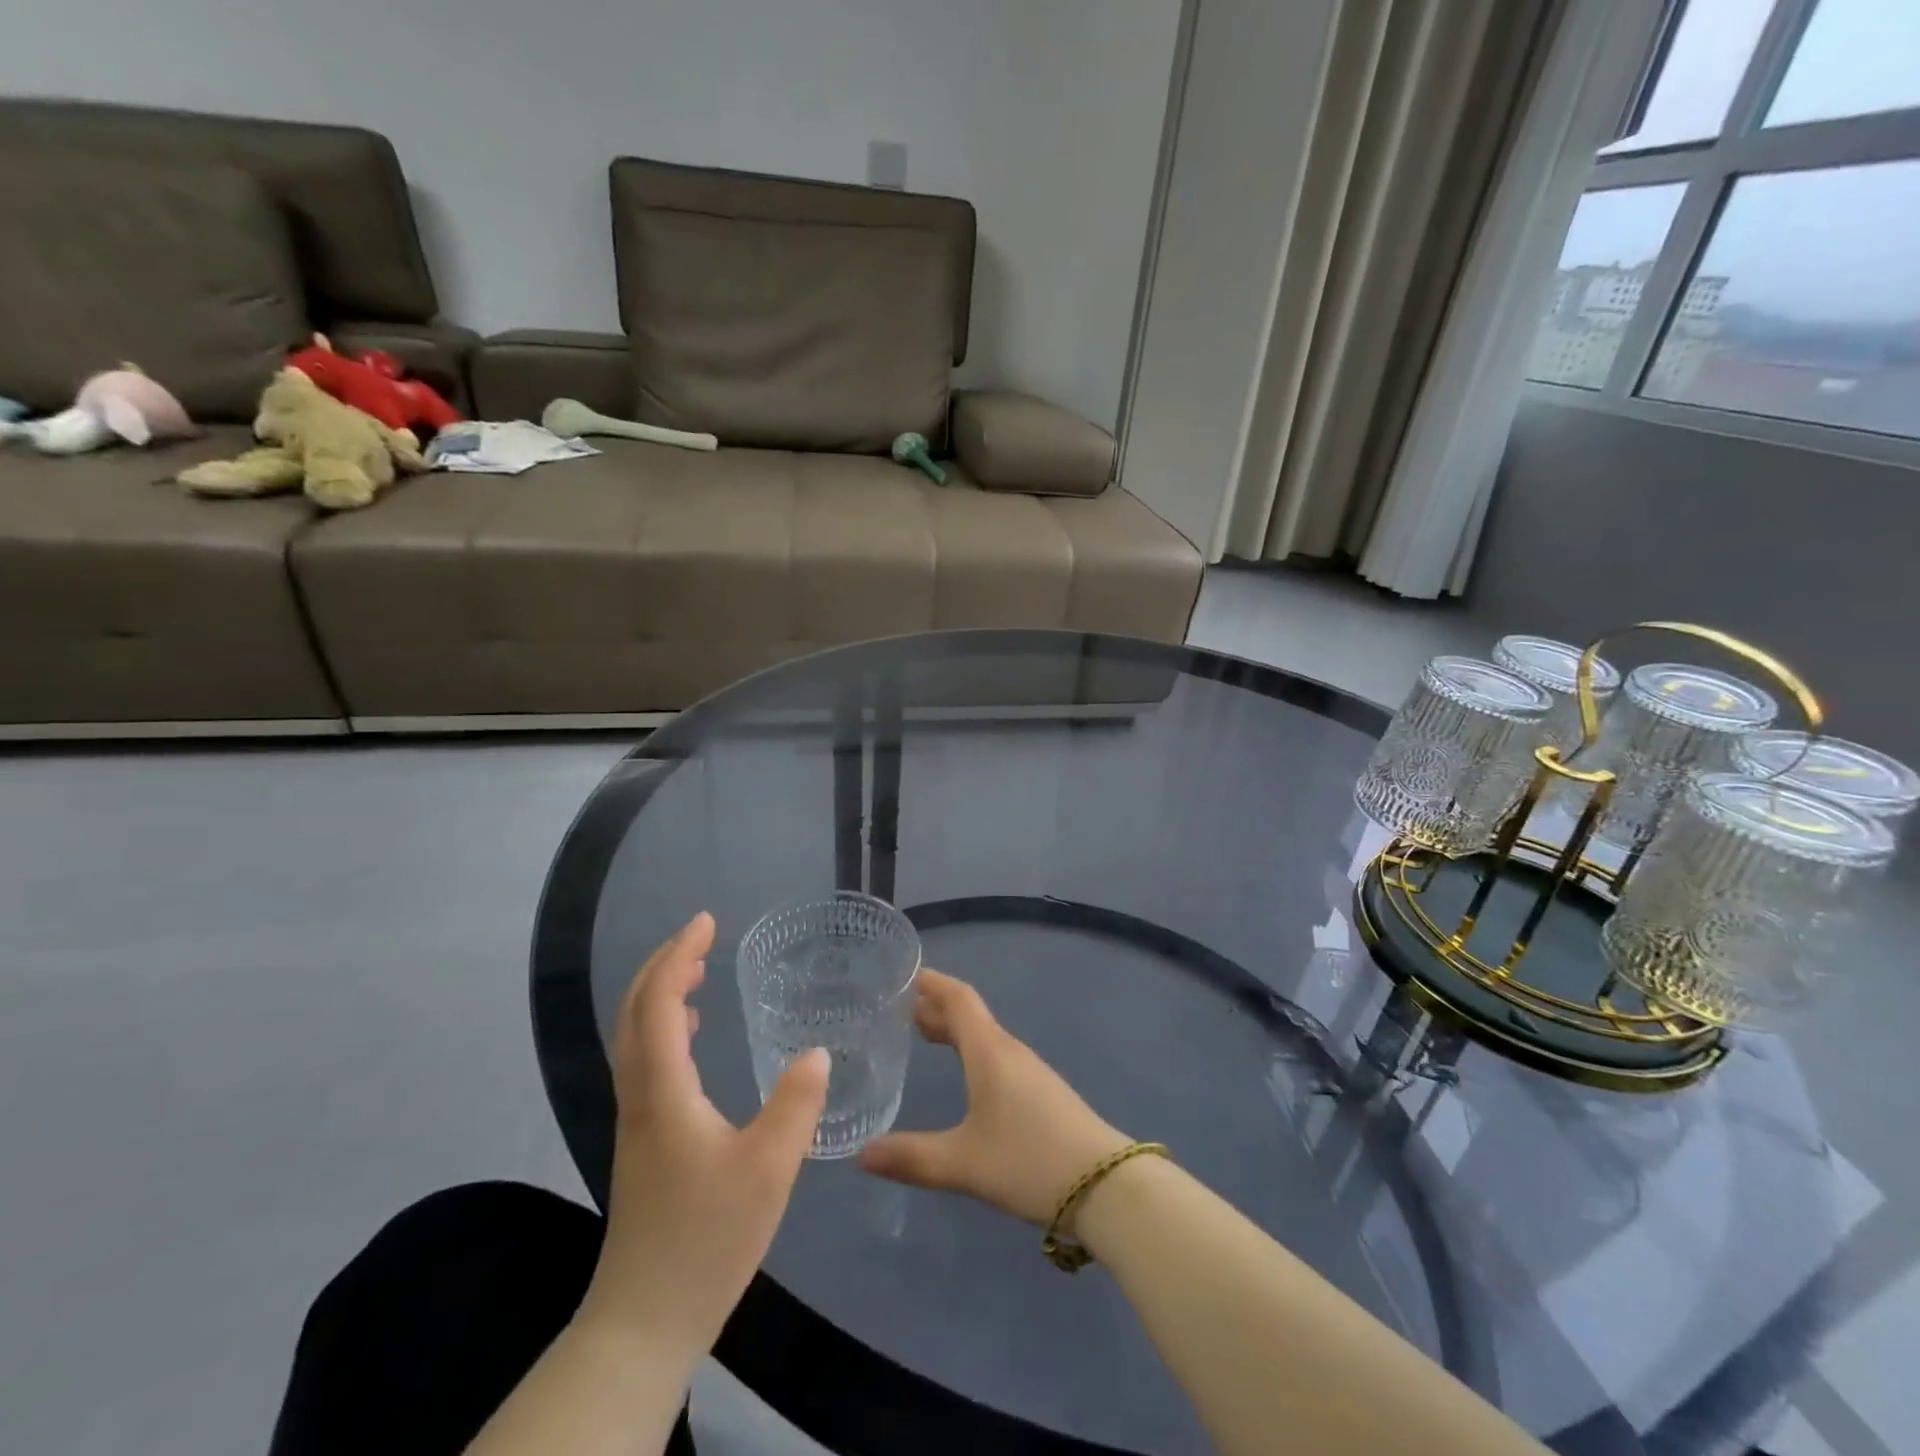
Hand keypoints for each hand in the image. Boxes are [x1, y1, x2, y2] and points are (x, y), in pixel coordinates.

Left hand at [577, 912, 828, 1364]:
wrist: (644, 1321)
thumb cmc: (707, 1239)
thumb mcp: (768, 1170)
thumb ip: (795, 1105)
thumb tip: (815, 1052)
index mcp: (663, 1092)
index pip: (659, 1004)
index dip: (679, 956)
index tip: (706, 921)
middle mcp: (640, 1096)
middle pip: (635, 1013)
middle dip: (664, 965)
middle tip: (702, 936)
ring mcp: (636, 1120)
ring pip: (636, 1037)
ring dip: (661, 994)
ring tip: (698, 972)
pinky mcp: (642, 1141)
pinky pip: (645, 1061)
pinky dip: (664, 1027)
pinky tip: (693, 1036)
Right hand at [859, 970, 1131, 1228]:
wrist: (1107, 1186)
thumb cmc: (1029, 1161)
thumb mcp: (964, 1163)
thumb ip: (912, 1158)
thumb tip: (861, 1155)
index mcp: (990, 1052)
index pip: (959, 999)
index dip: (933, 984)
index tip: (907, 976)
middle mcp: (1010, 1052)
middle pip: (970, 1016)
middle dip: (937, 1009)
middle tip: (903, 1012)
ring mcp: (1030, 1072)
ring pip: (985, 1037)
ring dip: (956, 1031)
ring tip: (926, 1036)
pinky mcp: (1042, 1094)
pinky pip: (998, 1056)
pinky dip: (973, 1053)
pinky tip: (967, 1076)